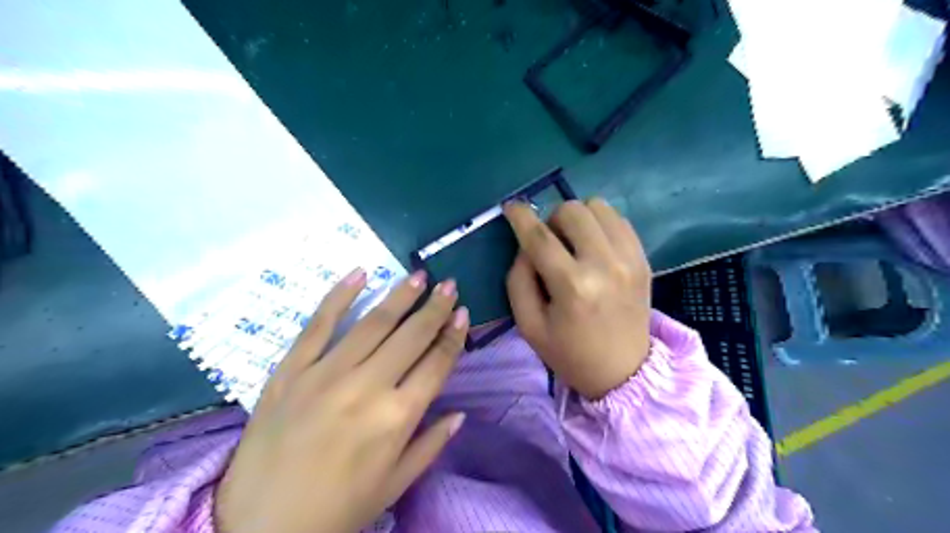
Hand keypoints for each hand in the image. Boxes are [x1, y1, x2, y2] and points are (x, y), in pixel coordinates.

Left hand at [215, 269, 466, 532]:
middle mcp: (367, 387)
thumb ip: (431, 444)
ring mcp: (326, 374)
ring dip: (399, 296)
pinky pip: (318, 325)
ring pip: (372, 323)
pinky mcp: (291, 370)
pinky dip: (339, 296)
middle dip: (434, 307)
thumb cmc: (337, 509)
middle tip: (448, 284)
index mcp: (397, 417)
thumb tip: (460, 413)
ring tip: (418, 276)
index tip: (462, 313)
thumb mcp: (394, 485)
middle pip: (411, 336)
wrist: (259, 528)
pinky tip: (359, 273)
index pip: (436, 363)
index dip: (453, 336)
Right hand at [503, 197, 654, 398]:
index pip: (539, 236)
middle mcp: (604, 264)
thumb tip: (526, 246)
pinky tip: (594, 246)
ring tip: (574, 243)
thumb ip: (518, 279)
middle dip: (551, 220)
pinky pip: (618, 219)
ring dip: (578, 218)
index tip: (511, 207)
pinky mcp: (643, 259)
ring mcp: (629, 259)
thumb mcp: (528, 324)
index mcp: (572, 286)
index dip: (520, 216)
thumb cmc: (569, 352)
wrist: (623, 371)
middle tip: (550, 242)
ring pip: (598, 206)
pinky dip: (600, 224)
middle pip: (572, 211)